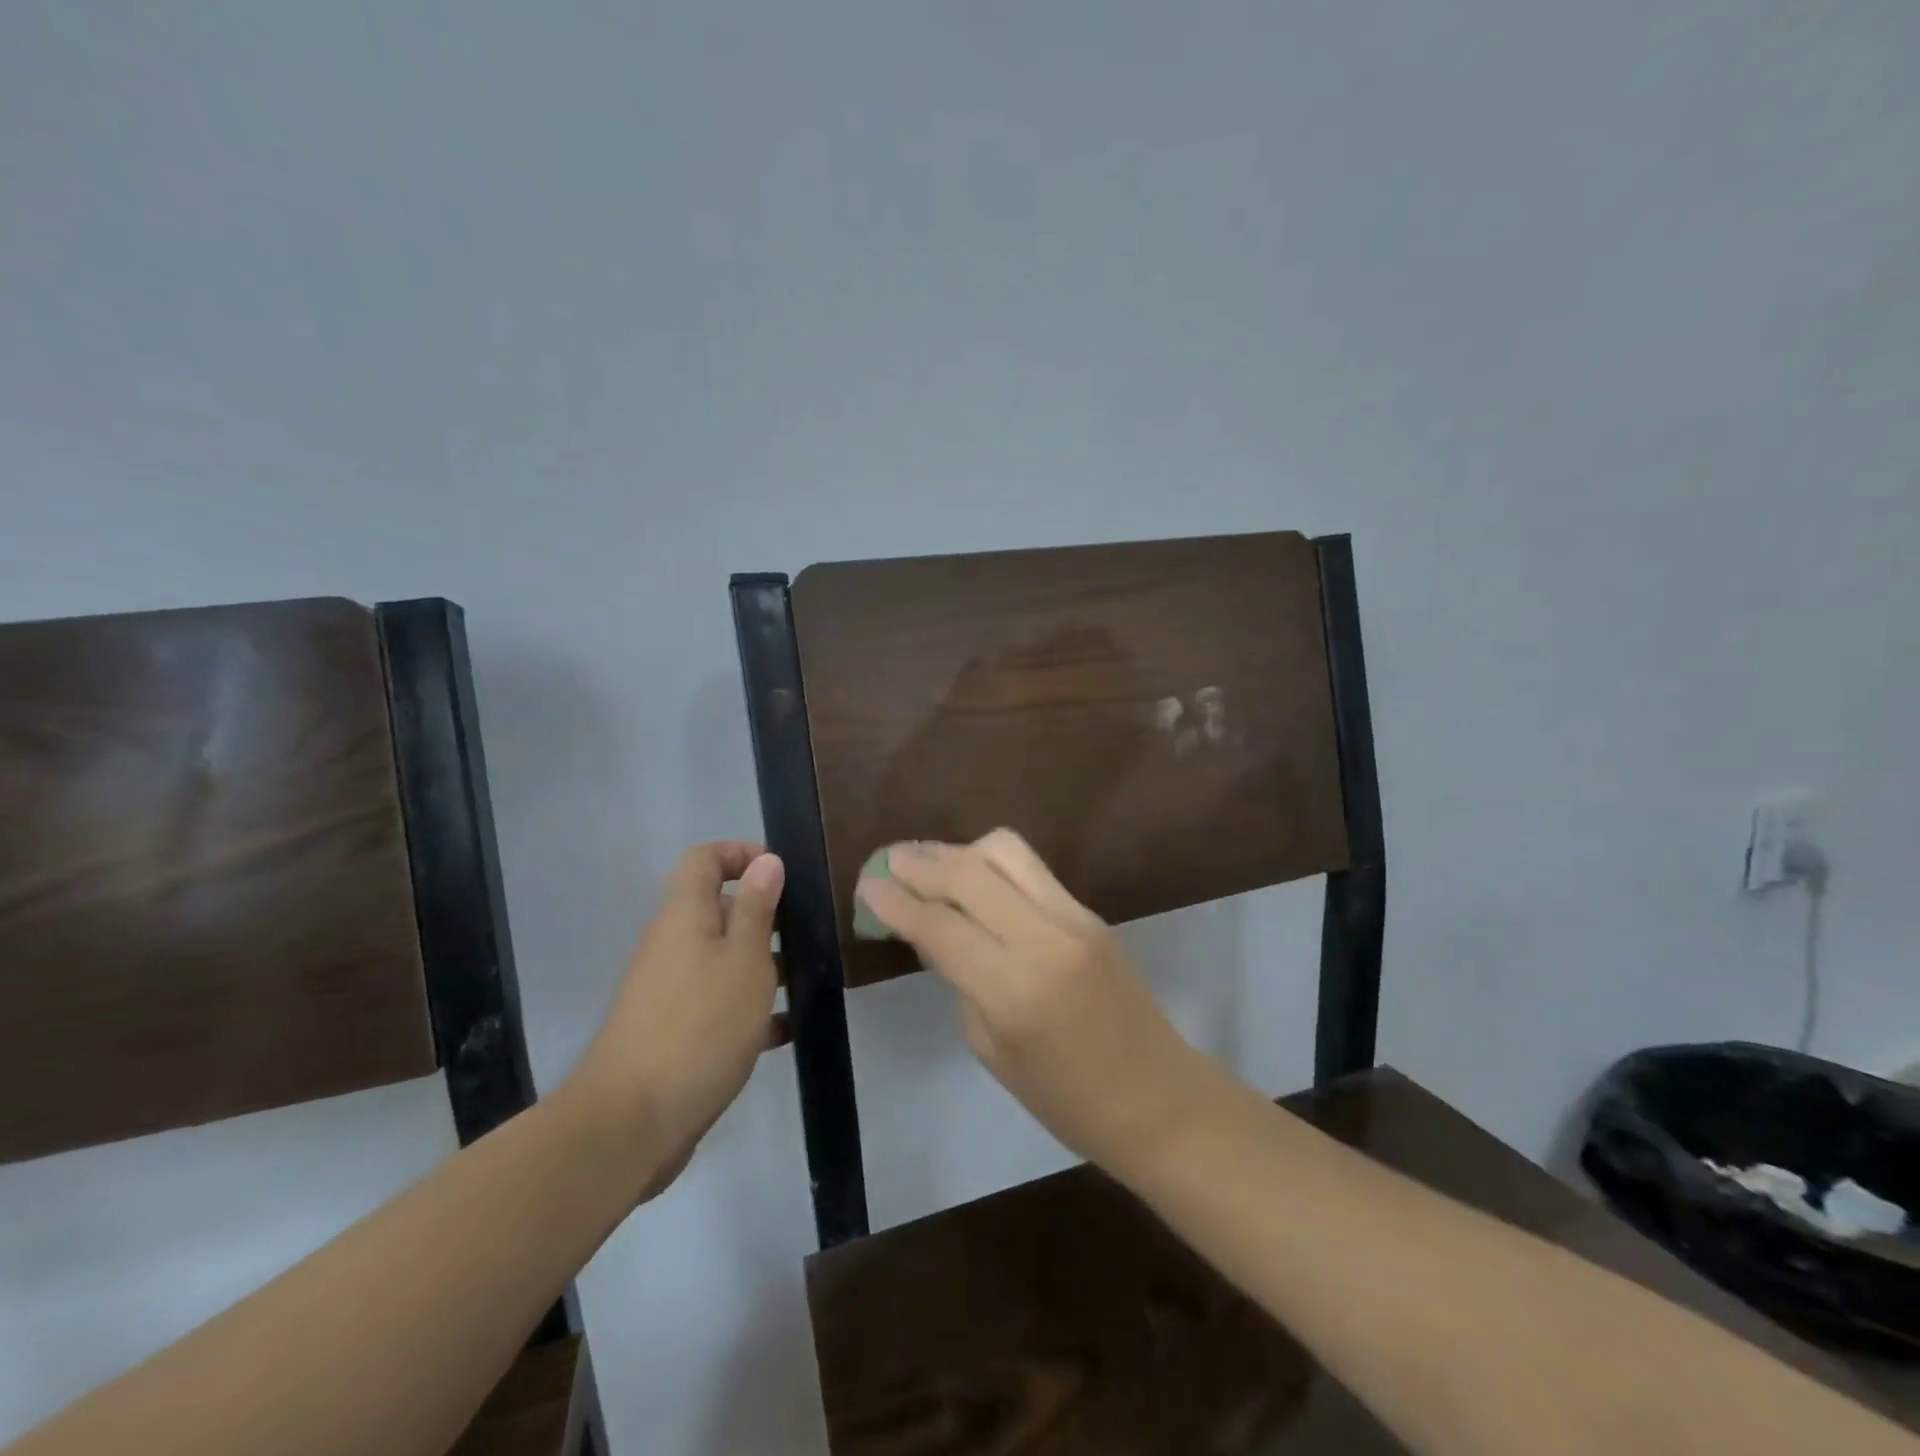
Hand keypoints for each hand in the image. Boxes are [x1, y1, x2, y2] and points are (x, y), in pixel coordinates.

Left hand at [568, 841, 784, 1201]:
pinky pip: (718, 1003)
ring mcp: (669, 990)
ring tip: (809, 981)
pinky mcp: (674, 1031)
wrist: (631, 1123)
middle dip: (765, 917)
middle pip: (718, 910)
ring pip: (723, 959)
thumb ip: (757, 908)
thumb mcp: (744, 960)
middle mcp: (672, 945)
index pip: (704, 859)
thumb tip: (766, 861)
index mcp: (684, 915)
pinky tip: (788, 1030)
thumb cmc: (700, 1026)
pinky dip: (750, 1009)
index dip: (740, 853)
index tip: (782, 874)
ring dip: (764, 965)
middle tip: (810, 934)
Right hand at [855, 830, 1222, 1179]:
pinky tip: (973, 883)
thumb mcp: (992, 1048)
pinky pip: (1031, 870)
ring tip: (930, 866)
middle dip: (921, 862)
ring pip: (1006, 851)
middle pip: (971, 871)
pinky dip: (991, 866)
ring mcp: (1074, 917)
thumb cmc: (1065, 1099)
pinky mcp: (1091, 911)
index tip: (867, 887)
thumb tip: (930, 929)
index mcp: (1014, 989)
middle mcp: (1045, 938)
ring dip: (959, 851)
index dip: (896, 903)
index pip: (941, 925)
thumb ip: (959, 979)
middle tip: (888, 863)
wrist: (1157, 1098)